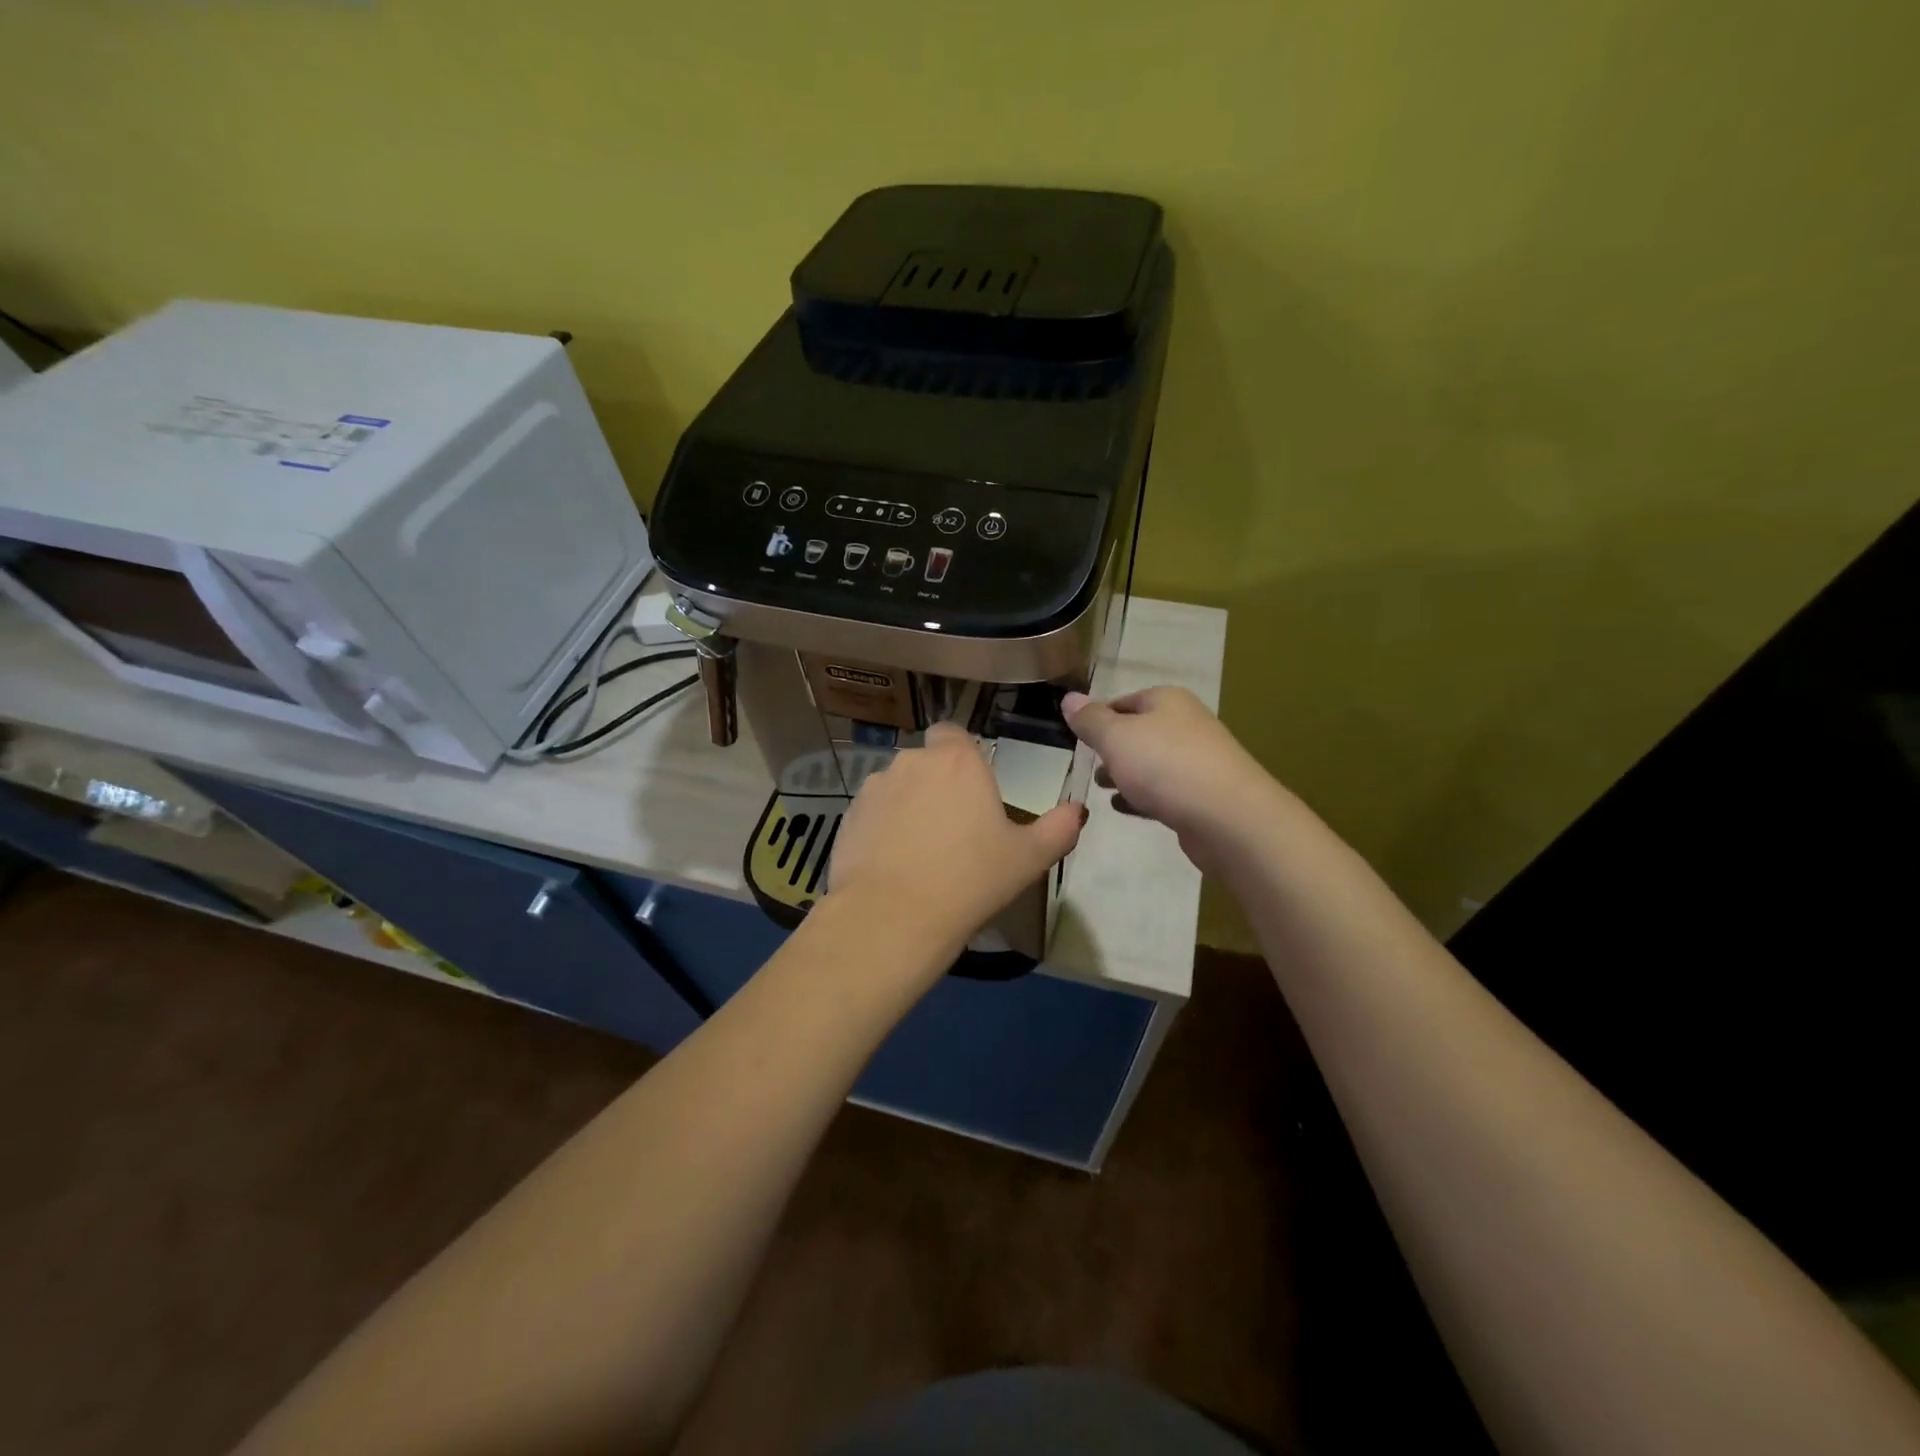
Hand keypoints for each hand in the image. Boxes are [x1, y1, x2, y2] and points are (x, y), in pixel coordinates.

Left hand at [826, 722, 1086, 956]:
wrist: (893, 917)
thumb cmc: (970, 880)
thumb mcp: (1028, 859)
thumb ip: (1058, 828)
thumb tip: (1078, 810)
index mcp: (957, 760)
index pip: (953, 732)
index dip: (961, 755)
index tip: (971, 789)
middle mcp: (912, 761)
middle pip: (926, 761)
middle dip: (937, 784)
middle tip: (954, 828)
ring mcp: (874, 787)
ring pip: (897, 787)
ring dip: (908, 805)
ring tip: (920, 851)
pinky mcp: (847, 816)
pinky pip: (872, 813)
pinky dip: (882, 828)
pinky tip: (892, 865)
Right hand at [1062, 686, 1281, 871]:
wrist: (1228, 817)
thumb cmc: (1165, 766)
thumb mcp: (1116, 737)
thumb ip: (1090, 720)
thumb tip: (1069, 698)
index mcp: (1167, 701)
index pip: (1123, 701)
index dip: (1098, 717)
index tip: (1077, 738)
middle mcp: (1186, 724)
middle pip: (1139, 732)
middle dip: (1111, 748)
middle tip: (1087, 765)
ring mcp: (1198, 761)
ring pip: (1151, 762)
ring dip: (1125, 773)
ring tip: (1101, 787)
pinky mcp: (1202, 795)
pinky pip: (1164, 790)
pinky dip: (1142, 796)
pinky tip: (1123, 808)